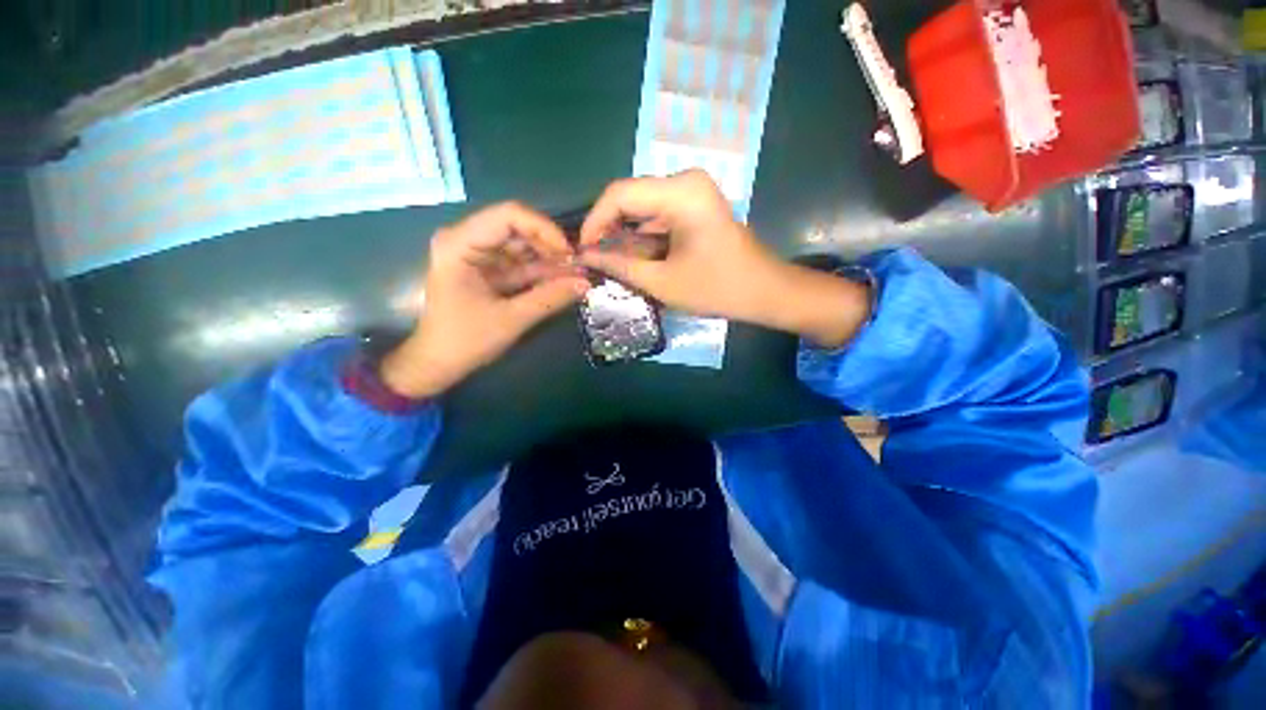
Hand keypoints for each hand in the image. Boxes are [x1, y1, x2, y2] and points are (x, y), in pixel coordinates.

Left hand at [381, 203, 589, 398]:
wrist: (439, 363)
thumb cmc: (465, 341)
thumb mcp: (511, 319)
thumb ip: (549, 298)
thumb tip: (586, 284)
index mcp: (459, 244)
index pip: (508, 216)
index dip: (544, 230)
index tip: (569, 252)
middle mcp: (466, 240)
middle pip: (517, 229)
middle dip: (550, 247)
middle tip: (579, 266)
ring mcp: (477, 255)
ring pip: (522, 246)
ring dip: (550, 261)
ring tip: (578, 275)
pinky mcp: (487, 270)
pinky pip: (520, 264)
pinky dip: (541, 273)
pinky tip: (564, 281)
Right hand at [578, 171, 871, 347]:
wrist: (763, 291)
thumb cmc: (717, 288)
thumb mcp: (662, 282)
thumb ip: (620, 266)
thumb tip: (586, 256)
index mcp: (680, 192)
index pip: (619, 194)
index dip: (594, 221)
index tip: (582, 249)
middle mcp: (685, 181)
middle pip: (630, 198)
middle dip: (608, 229)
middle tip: (594, 259)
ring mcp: (691, 191)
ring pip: (641, 208)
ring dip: (625, 235)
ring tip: (610, 263)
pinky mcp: (694, 204)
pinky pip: (657, 215)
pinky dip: (642, 236)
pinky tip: (633, 258)